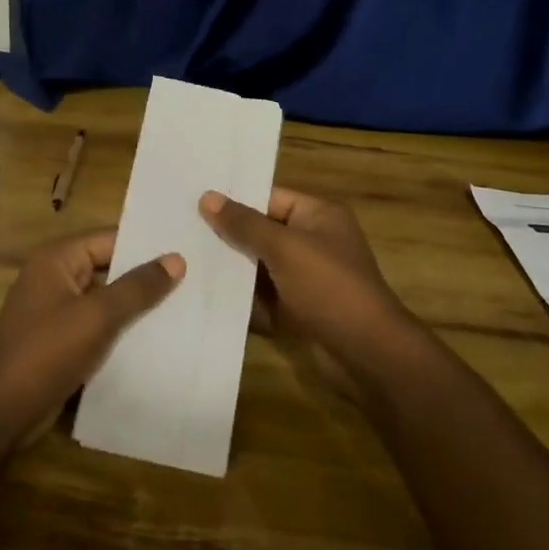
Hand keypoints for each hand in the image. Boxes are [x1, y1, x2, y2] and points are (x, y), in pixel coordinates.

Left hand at [0, 231, 183, 444]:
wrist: (0, 412)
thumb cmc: (47, 352)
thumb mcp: (98, 316)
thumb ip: (138, 287)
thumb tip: (176, 259)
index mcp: (57, 259)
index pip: (110, 239)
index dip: (146, 245)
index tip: (187, 249)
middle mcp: (54, 278)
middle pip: (108, 268)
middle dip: (145, 277)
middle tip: (194, 279)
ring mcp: (55, 311)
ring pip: (104, 300)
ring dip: (135, 307)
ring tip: (185, 307)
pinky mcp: (59, 342)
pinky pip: (96, 327)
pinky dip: (121, 331)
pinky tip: (156, 340)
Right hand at [198, 187, 423, 397]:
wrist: (366, 352)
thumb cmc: (329, 287)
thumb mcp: (284, 248)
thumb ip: (245, 224)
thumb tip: (207, 196)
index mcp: (318, 215)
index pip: (269, 197)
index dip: (234, 201)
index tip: (193, 203)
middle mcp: (313, 241)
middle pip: (262, 232)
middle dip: (228, 237)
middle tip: (182, 233)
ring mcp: (306, 277)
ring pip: (260, 267)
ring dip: (232, 270)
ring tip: (186, 265)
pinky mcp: (299, 308)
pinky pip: (265, 297)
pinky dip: (244, 300)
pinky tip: (207, 298)